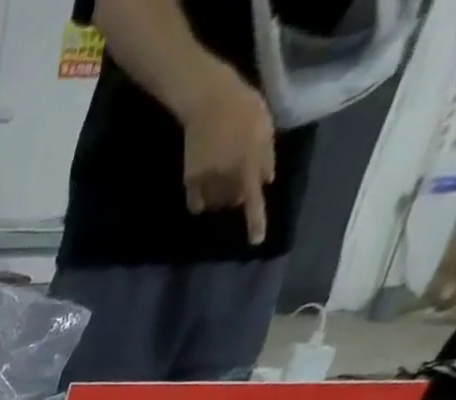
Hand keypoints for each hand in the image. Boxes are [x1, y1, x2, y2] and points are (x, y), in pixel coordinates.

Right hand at [178, 65, 275, 246]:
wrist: (208, 100)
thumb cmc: (242, 107)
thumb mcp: (264, 126)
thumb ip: (265, 156)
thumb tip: (264, 182)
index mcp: (247, 163)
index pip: (253, 199)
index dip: (255, 222)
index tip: (255, 242)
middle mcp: (226, 177)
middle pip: (233, 202)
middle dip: (238, 195)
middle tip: (240, 177)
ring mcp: (206, 181)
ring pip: (216, 204)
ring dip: (222, 198)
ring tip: (224, 178)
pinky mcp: (190, 180)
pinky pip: (197, 203)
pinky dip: (203, 202)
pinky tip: (206, 191)